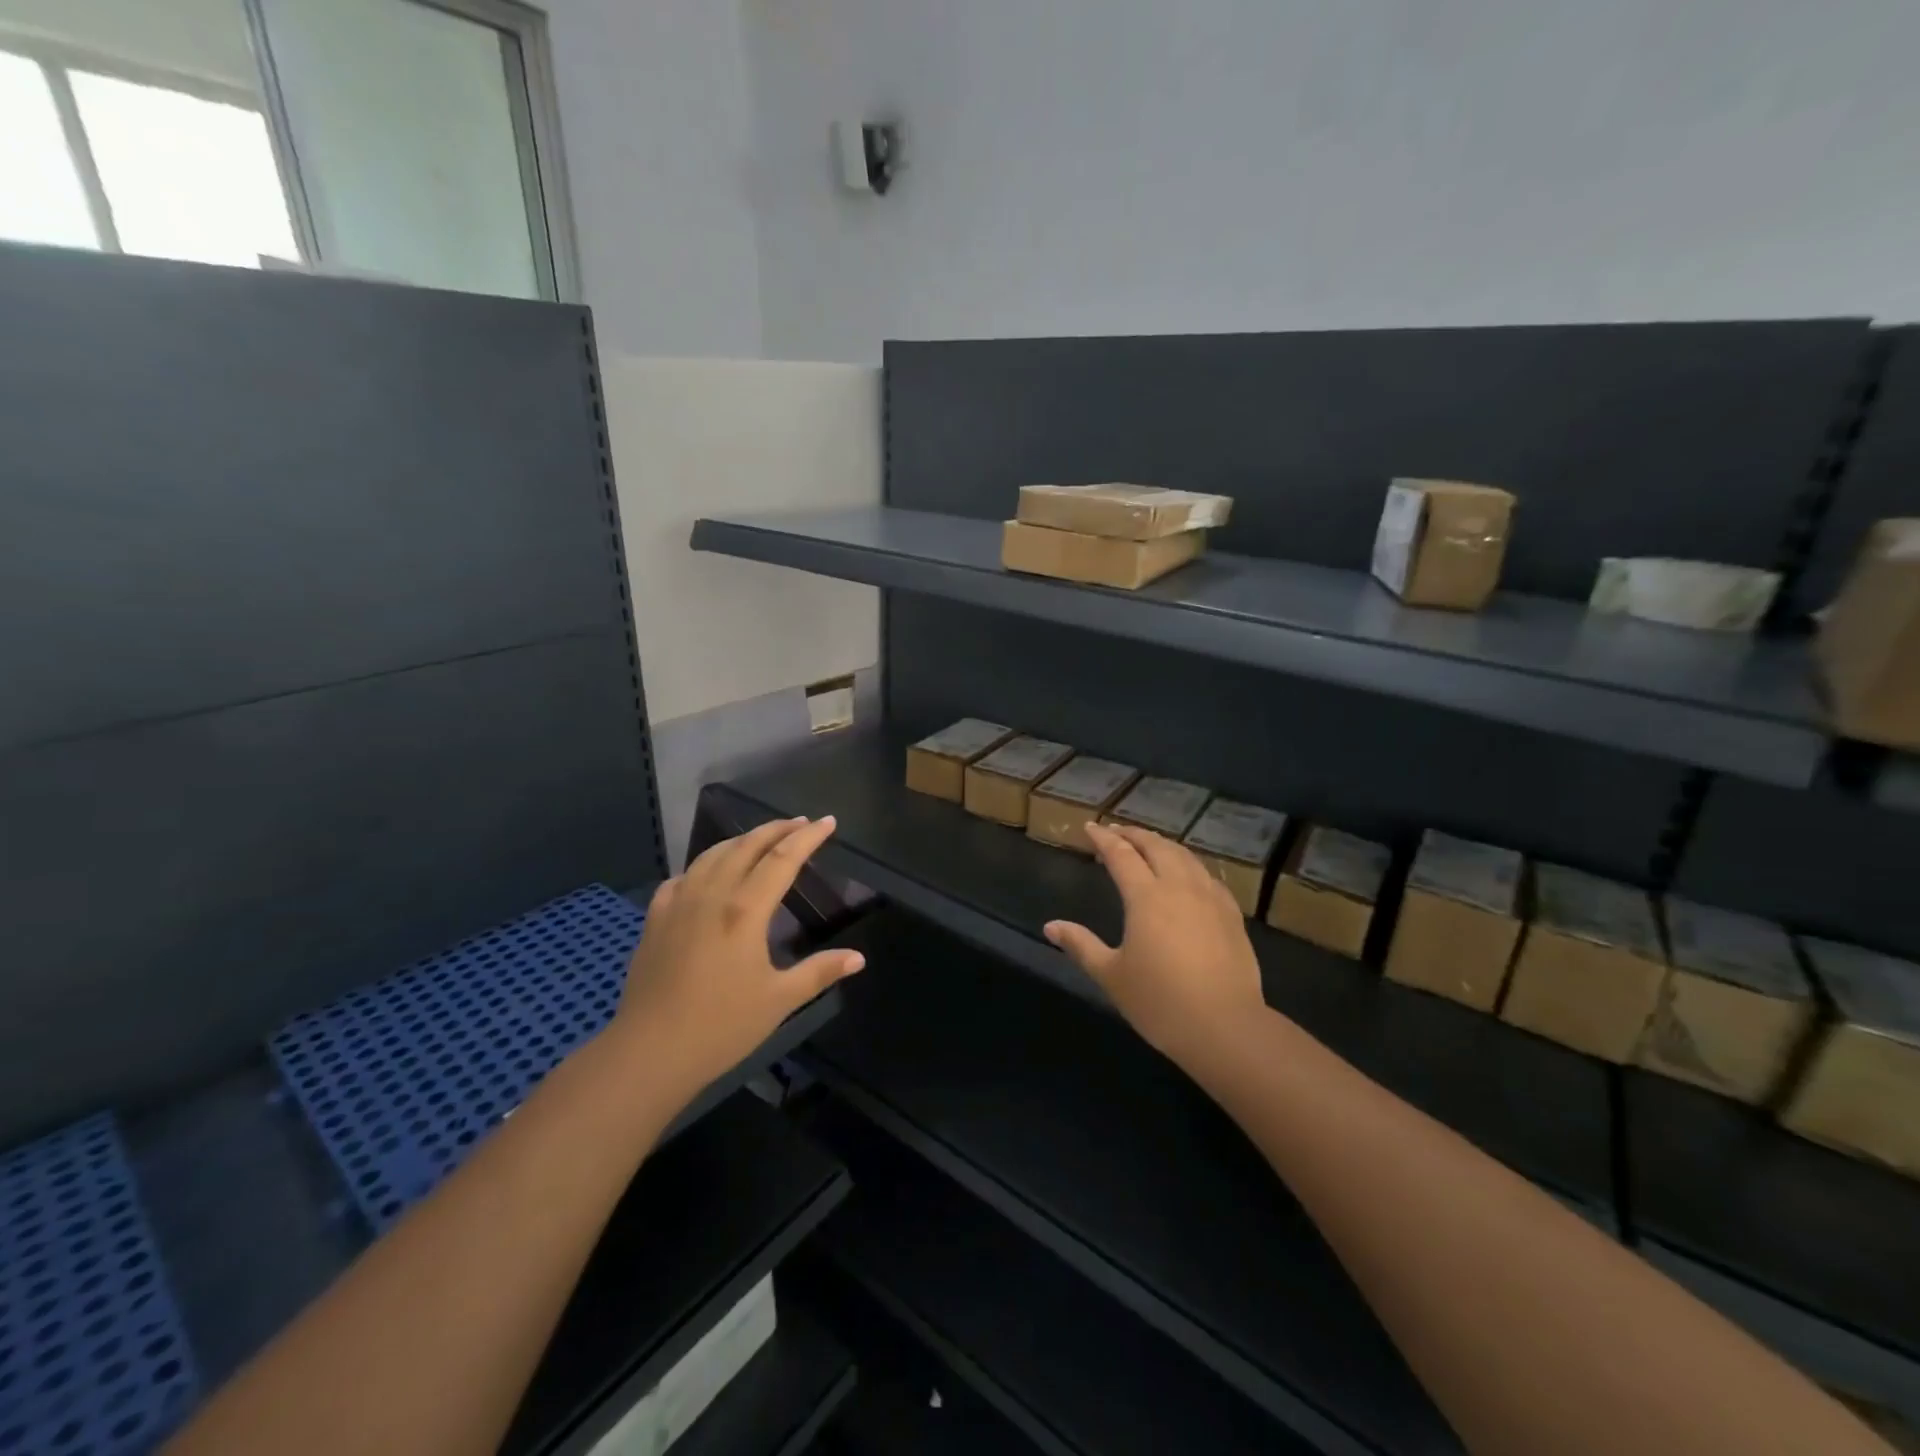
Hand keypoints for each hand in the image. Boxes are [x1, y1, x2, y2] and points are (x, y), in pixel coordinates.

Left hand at [610, 817, 864, 1095]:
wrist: (649, 1052)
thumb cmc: (721, 1026)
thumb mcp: (779, 1001)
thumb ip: (819, 972)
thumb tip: (858, 958)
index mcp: (745, 910)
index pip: (782, 859)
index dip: (808, 838)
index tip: (827, 822)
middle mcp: (711, 895)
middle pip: (746, 846)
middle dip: (776, 829)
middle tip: (800, 823)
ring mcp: (678, 903)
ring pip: (712, 854)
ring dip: (741, 839)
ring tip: (760, 839)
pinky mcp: (655, 919)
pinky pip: (683, 876)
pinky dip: (704, 865)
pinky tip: (707, 874)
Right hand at [1044, 821, 1264, 1067]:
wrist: (1226, 1027)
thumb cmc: (1160, 1002)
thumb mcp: (1111, 976)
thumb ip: (1081, 945)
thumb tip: (1051, 926)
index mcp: (1146, 897)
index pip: (1120, 854)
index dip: (1103, 838)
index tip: (1090, 827)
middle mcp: (1179, 887)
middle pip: (1155, 846)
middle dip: (1133, 834)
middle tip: (1116, 832)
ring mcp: (1210, 898)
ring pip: (1184, 856)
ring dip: (1162, 844)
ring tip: (1149, 845)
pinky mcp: (1231, 914)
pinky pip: (1207, 875)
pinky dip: (1189, 864)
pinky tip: (1187, 875)